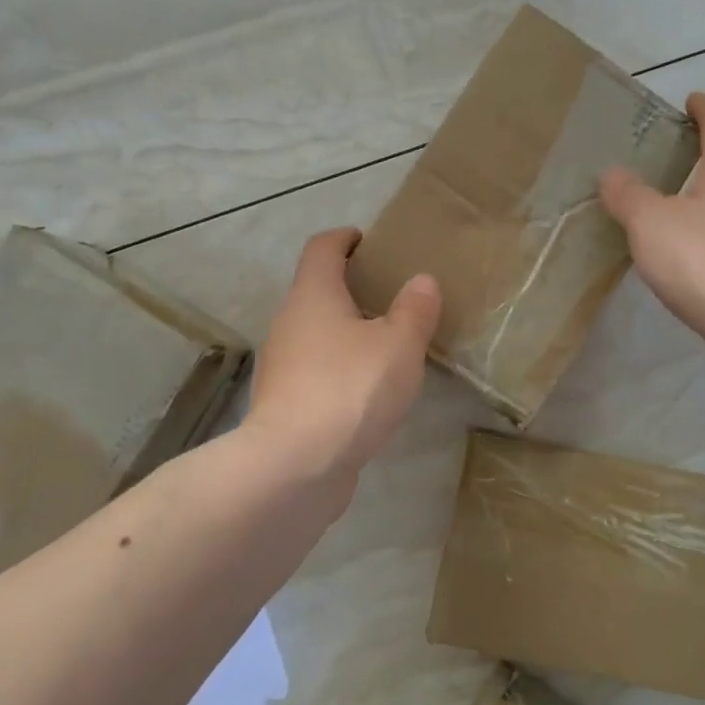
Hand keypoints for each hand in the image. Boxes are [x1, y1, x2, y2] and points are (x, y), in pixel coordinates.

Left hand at [243, 228, 440, 488]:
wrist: (295, 466)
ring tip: (389, 344)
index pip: (323, 247)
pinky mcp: (284, 403)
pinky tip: (369, 389)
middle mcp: (289, 322)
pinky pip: (316, 370)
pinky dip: (340, 367)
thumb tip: (422, 280)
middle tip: (394, 297)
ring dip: (347, 331)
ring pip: (317, 333)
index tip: (372, 242)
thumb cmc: (350, 389)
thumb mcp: (398, 345)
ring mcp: (282, 365)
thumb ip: (414, 311)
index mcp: (313, 295)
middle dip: (353, 288)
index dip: (347, 238)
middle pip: (318, 289)